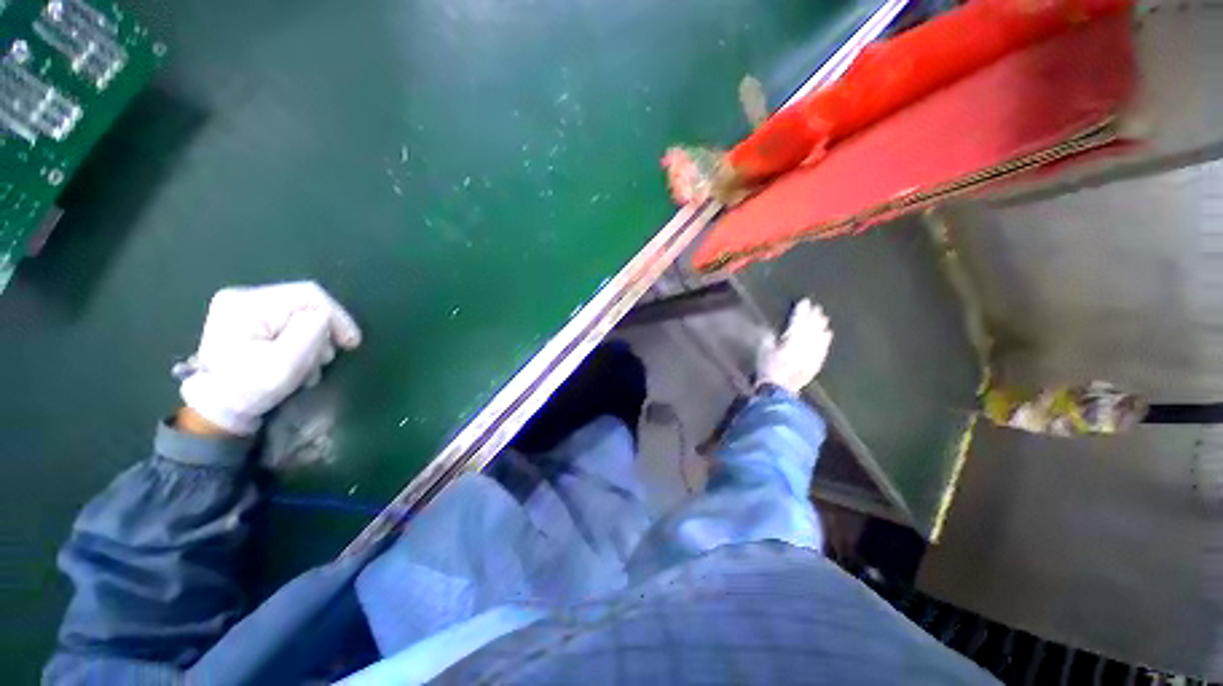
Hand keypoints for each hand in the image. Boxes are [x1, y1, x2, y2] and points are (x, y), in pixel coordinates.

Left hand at [176, 281, 361, 435]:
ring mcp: (246, 307)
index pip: (309, 296)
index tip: (351, 344)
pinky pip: (294, 321)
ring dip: (315, 341)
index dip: (337, 317)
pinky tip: (300, 360)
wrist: (217, 409)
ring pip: (303, 314)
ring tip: (309, 366)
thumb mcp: (283, 365)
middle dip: (323, 333)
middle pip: (306, 305)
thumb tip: (327, 318)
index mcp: (247, 304)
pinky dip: (305, 340)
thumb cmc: (248, 390)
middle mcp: (244, 297)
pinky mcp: (252, 318)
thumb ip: (309, 334)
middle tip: (323, 362)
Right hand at [755, 298, 832, 392]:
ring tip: (823, 318)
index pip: (798, 321)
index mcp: (791, 340)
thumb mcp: (763, 350)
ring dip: (821, 326)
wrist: (779, 389)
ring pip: (819, 337)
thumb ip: (768, 338)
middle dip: (813, 316)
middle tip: (817, 307)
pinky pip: (823, 348)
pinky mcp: (815, 364)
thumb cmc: (768, 368)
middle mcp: (805, 345)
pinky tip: (828, 335)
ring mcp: (812, 355)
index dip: (801, 311)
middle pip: (811, 327)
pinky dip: (825, 340)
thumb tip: (773, 330)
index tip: (805, 302)